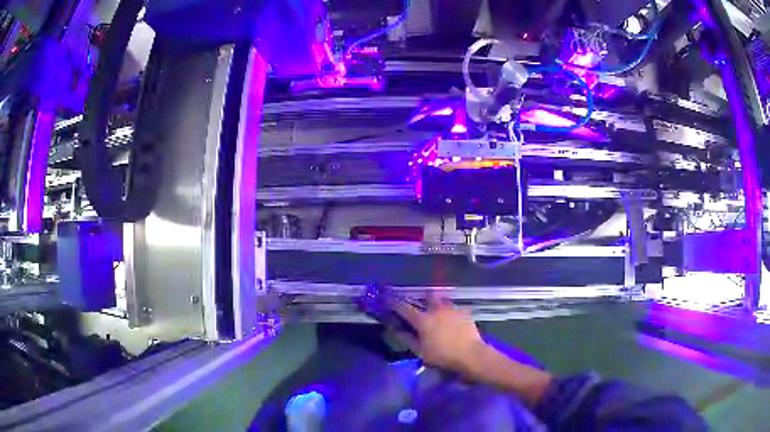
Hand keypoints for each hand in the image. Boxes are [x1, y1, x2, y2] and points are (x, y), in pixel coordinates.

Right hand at [393, 292, 486, 375]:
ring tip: (439, 313)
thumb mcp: (420, 351)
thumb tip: (397, 330)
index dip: (394, 303)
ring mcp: (452, 309)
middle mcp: (436, 310)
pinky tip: (453, 320)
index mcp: (423, 320)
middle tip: (422, 307)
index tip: (388, 299)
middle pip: (428, 296)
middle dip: (423, 299)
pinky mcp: (465, 312)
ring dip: (438, 304)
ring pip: (443, 300)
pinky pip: (455, 308)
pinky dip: (451, 312)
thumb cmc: (442, 355)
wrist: (470, 354)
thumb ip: (407, 339)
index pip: (404, 307)